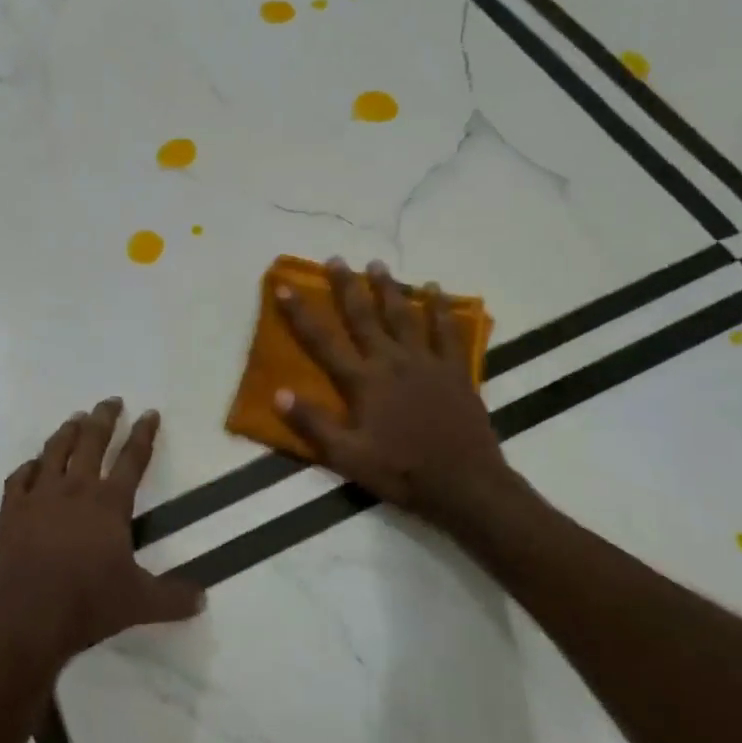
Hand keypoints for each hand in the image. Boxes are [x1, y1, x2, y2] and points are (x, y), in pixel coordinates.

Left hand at [0, 398, 205, 669]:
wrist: (24, 617)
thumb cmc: (87, 604)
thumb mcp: (139, 603)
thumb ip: (173, 598)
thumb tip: (203, 598)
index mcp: (109, 504)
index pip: (133, 460)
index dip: (144, 434)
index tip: (150, 413)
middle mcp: (75, 490)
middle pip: (91, 442)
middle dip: (104, 419)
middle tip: (111, 401)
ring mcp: (38, 498)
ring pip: (54, 452)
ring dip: (67, 432)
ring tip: (75, 419)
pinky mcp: (10, 512)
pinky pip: (19, 478)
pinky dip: (28, 467)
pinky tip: (32, 465)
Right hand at [275, 258, 521, 526]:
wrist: (463, 483)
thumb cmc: (399, 471)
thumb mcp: (346, 456)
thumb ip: (313, 423)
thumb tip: (278, 393)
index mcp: (362, 381)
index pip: (322, 341)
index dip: (300, 312)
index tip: (285, 286)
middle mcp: (391, 361)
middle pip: (364, 316)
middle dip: (347, 287)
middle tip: (336, 260)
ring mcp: (425, 362)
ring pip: (403, 315)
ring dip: (388, 288)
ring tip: (377, 265)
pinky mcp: (454, 370)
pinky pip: (446, 330)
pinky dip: (440, 308)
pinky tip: (435, 290)